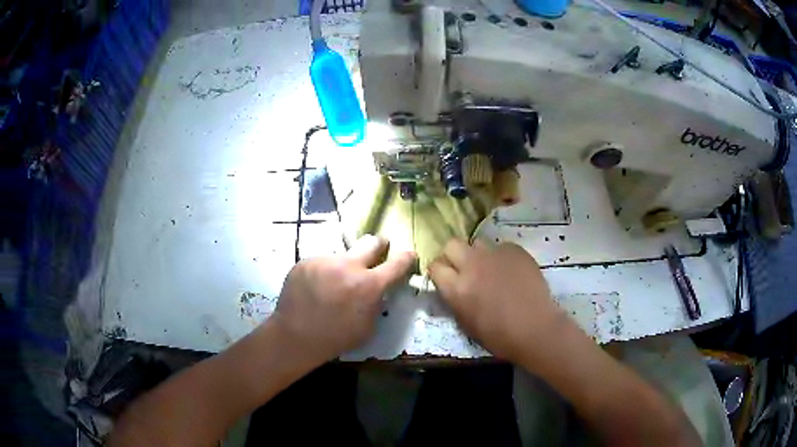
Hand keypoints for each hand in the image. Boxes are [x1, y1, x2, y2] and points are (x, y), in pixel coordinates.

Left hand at [269, 235, 414, 366]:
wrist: (295, 336)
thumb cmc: (336, 338)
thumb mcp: (368, 327)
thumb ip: (376, 303)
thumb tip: (378, 290)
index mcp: (369, 285)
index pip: (397, 263)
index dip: (406, 258)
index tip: (409, 254)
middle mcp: (348, 266)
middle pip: (371, 242)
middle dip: (379, 245)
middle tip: (378, 250)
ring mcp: (325, 261)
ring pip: (342, 256)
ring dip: (344, 266)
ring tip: (331, 285)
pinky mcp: (306, 261)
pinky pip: (322, 263)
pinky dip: (323, 272)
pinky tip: (314, 288)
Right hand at [428, 239, 569, 361]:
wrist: (535, 329)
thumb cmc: (499, 336)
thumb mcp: (466, 322)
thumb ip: (455, 299)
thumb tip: (453, 287)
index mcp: (456, 288)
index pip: (435, 266)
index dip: (439, 271)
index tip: (445, 278)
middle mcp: (471, 265)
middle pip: (452, 245)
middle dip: (454, 255)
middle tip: (464, 269)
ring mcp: (495, 254)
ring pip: (478, 243)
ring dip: (478, 254)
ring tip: (490, 268)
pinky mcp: (515, 250)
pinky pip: (501, 247)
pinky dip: (502, 257)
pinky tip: (512, 271)